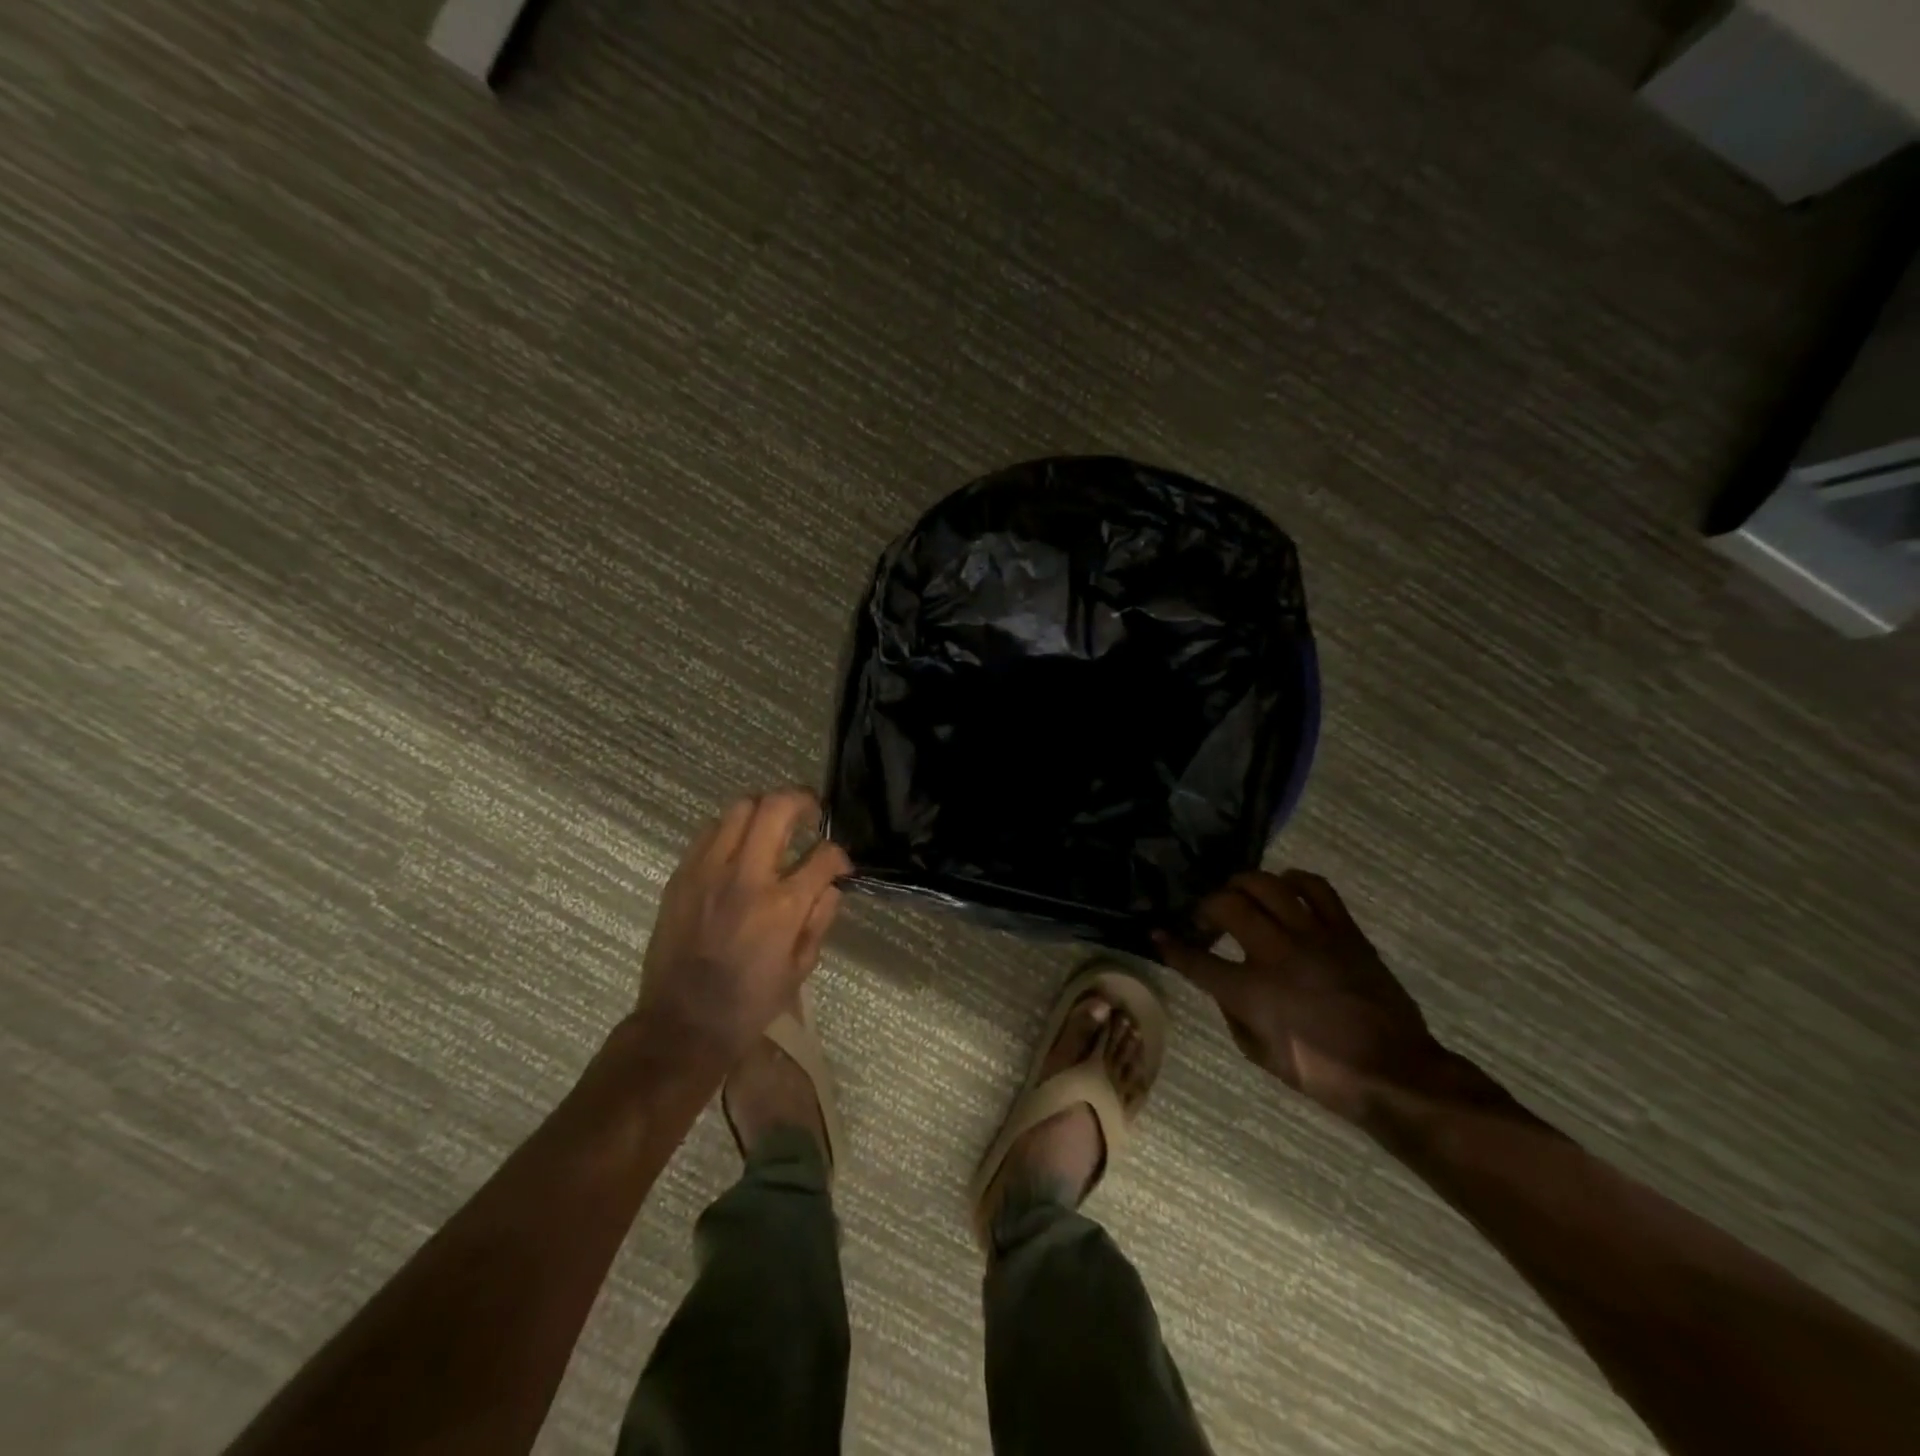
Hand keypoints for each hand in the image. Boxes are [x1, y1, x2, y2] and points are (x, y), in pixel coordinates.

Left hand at [636, 788, 850, 1063]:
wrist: (681, 1025)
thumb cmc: (749, 1004)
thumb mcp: (800, 969)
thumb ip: (820, 918)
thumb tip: (830, 883)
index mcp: (782, 906)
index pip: (823, 855)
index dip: (839, 854)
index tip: (839, 863)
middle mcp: (746, 877)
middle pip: (776, 807)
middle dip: (803, 801)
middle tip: (811, 814)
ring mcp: (708, 872)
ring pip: (739, 808)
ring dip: (764, 810)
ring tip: (773, 827)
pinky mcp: (682, 876)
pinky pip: (709, 832)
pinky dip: (731, 830)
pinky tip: (738, 850)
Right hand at [1154, 870, 1449, 1123]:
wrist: (1394, 1073)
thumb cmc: (1322, 1073)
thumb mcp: (1260, 1053)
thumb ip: (1233, 1011)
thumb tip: (1222, 983)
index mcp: (1251, 992)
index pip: (1196, 960)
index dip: (1171, 946)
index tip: (1158, 935)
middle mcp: (1276, 954)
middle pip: (1227, 906)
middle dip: (1205, 907)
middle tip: (1206, 920)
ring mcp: (1313, 936)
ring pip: (1266, 885)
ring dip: (1242, 886)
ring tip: (1238, 896)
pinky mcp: (1344, 930)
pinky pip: (1316, 887)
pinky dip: (1293, 881)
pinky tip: (1284, 888)